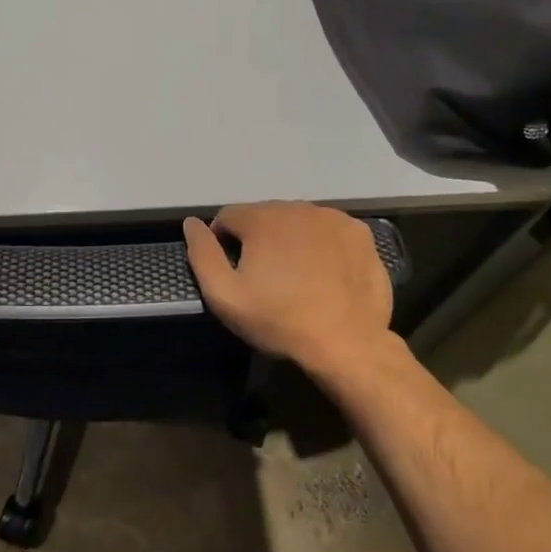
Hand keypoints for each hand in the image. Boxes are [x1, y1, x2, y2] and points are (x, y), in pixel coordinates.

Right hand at [183, 202, 394, 376]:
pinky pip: (329, 230)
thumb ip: (202, 254)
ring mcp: (333, 218)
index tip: (235, 272)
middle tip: (266, 278)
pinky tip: (325, 272)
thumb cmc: (280, 321)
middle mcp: (297, 207)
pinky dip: (322, 244)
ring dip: (290, 239)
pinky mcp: (359, 233)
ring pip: (297, 221)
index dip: (224, 243)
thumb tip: (191, 223)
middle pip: (264, 216)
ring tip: (297, 276)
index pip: (228, 217)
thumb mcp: (225, 296)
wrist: (348, 344)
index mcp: (262, 218)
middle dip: (259, 240)